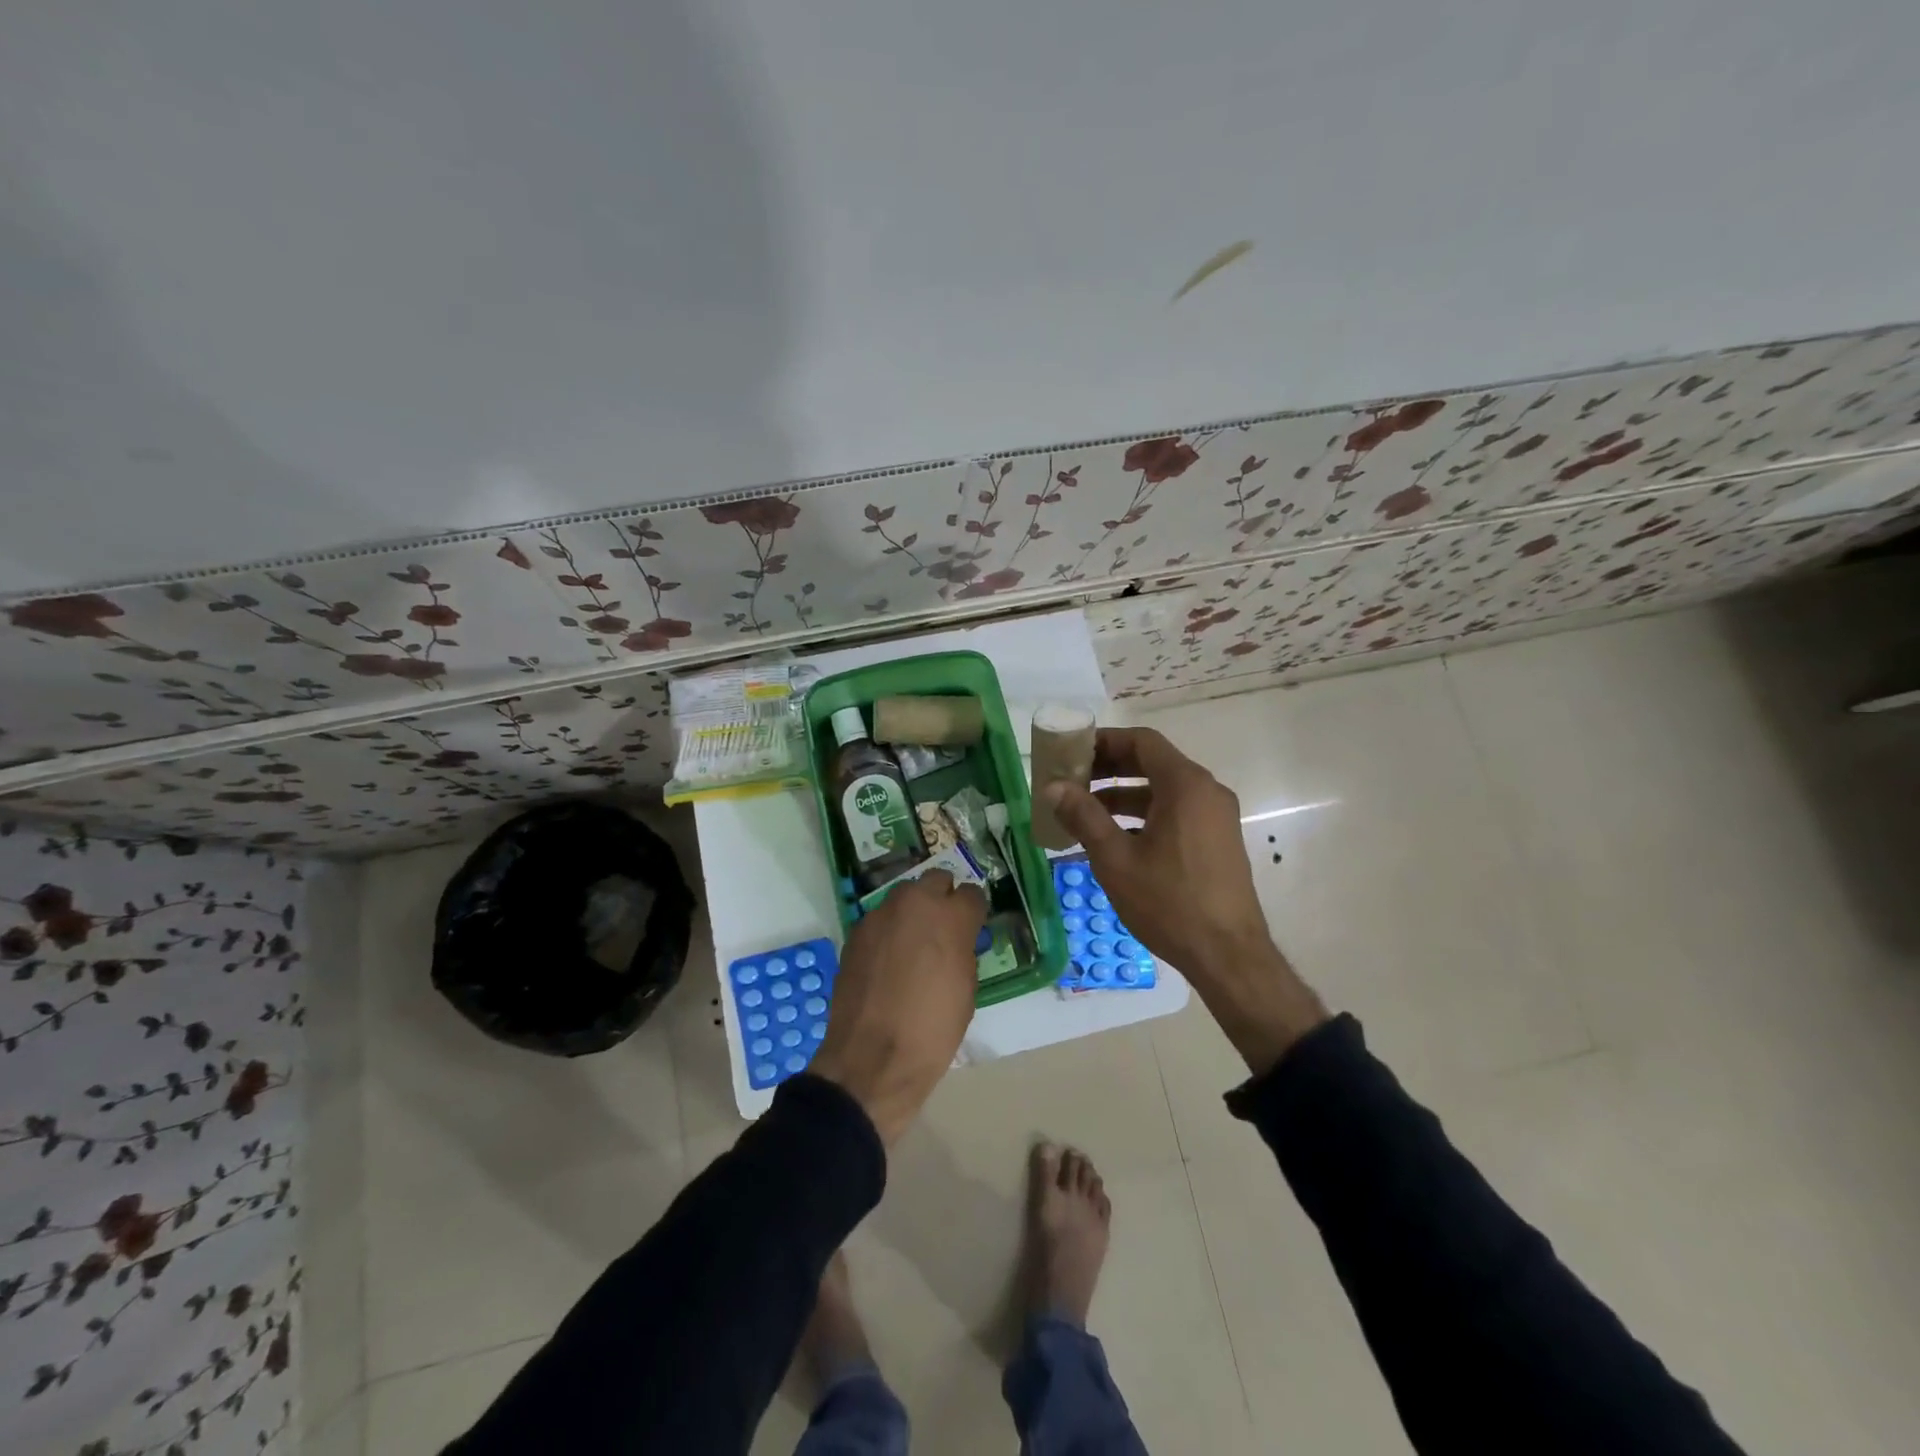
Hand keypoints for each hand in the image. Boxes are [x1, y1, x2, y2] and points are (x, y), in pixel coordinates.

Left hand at [809, 870, 987, 1143]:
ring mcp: (880, 915)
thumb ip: (963, 950)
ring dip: (913, 912)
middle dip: (942, 899)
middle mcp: (915, 903)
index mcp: (951, 917)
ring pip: (904, 897)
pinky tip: (887, 961)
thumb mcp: (966, 989)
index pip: (972, 894)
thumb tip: (956, 940)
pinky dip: (888, 932)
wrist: (872, 1058)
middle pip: (935, 881)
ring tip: (913, 944)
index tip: (971, 928)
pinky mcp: (856, 932)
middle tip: (943, 929)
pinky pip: (880, 920)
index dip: (973, 912)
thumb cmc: (932, 1029)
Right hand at [1046, 728, 1326, 1074]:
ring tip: (1083, 814)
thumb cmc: (1169, 902)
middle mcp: (1206, 792)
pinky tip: (1114, 841)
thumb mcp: (1115, 859)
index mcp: (1185, 785)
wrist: (1228, 956)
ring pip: (1163, 791)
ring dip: (1123, 795)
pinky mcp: (1217, 841)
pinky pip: (1176, 813)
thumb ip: (1083, 816)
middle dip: (1109, 769)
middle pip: (1152, 763)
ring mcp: (1216, 817)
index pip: (1141, 741)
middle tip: (1071, 781)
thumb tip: (1053, 787)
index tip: (1071, 752)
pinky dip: (1143, 816)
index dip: (1103, 741)